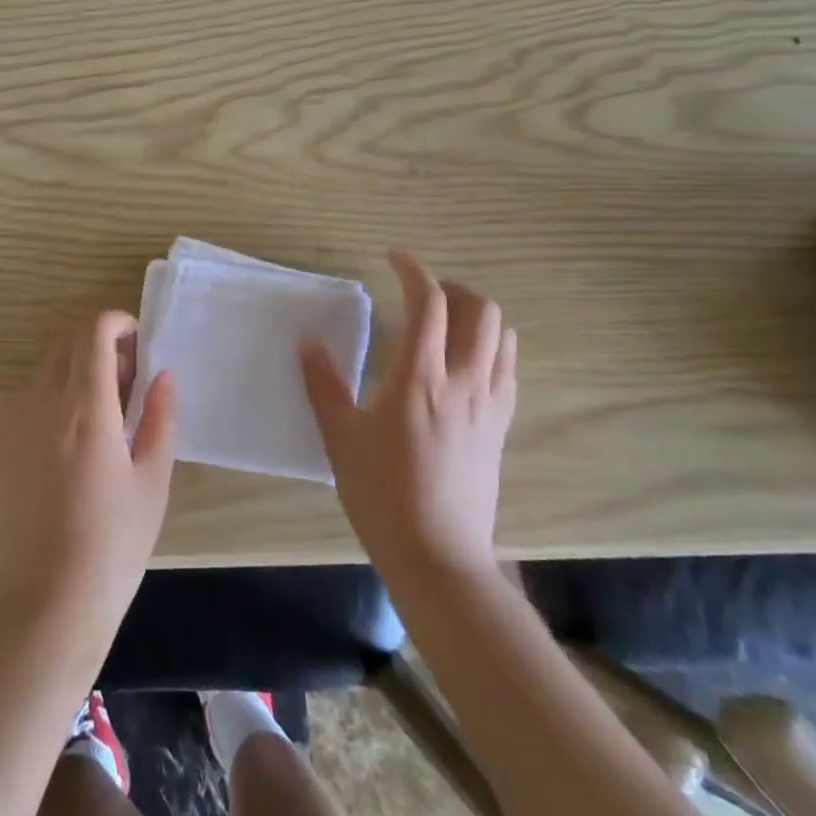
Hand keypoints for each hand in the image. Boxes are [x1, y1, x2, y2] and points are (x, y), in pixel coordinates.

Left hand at [0, 312, 177, 665]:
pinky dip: (52, 391)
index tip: (139, 346)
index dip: (118, 322)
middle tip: (126, 380)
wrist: (46, 605)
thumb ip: (160, 417)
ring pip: (45, 363)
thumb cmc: (112, 545)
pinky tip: (71, 437)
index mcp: (85, 406)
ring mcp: (12, 421)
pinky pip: (26, 393)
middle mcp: (41, 401)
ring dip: (75, 365)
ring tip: (101, 411)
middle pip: (66, 337)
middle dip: (99, 341)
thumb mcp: (153, 481)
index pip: (93, 329)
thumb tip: (163, 374)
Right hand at [302, 251, 516, 589]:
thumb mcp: (341, 438)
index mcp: (419, 377)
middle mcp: (463, 381)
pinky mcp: (500, 427)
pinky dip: (492, 347)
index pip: (430, 303)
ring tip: (446, 322)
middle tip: (421, 294)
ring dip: (477, 316)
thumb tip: (307, 344)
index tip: (394, 259)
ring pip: (502, 336)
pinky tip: (465, 363)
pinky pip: (508, 369)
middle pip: (480, 310)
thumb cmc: (381, 494)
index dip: (414, 271)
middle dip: (452, 289)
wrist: (438, 557)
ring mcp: (489, 405)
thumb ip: (323, 385)